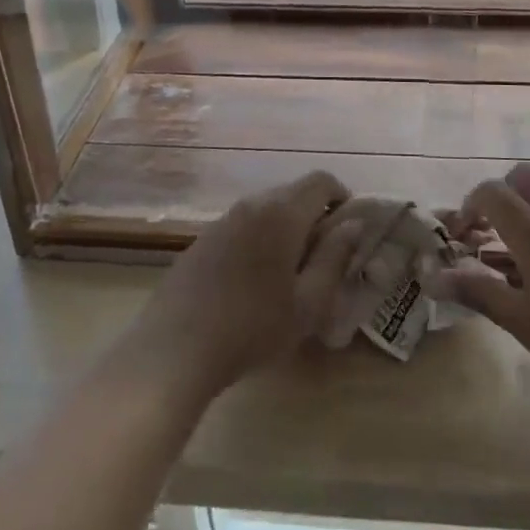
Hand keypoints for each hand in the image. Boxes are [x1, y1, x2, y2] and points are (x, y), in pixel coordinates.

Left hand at [123, 170, 359, 400]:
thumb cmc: (253, 327)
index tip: (349, 231)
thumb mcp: (308, 302)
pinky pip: (243, 226)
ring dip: (286, 228)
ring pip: (266, 209)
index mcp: (282, 212)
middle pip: (293, 192)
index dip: (342, 197)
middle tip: (325, 257)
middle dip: (315, 215)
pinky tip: (255, 280)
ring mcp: (222, 220)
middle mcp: (252, 204)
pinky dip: (260, 239)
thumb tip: (353, 223)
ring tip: (291, 272)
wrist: (175, 348)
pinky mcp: (202, 239)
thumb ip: (334, 257)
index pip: (321, 181)